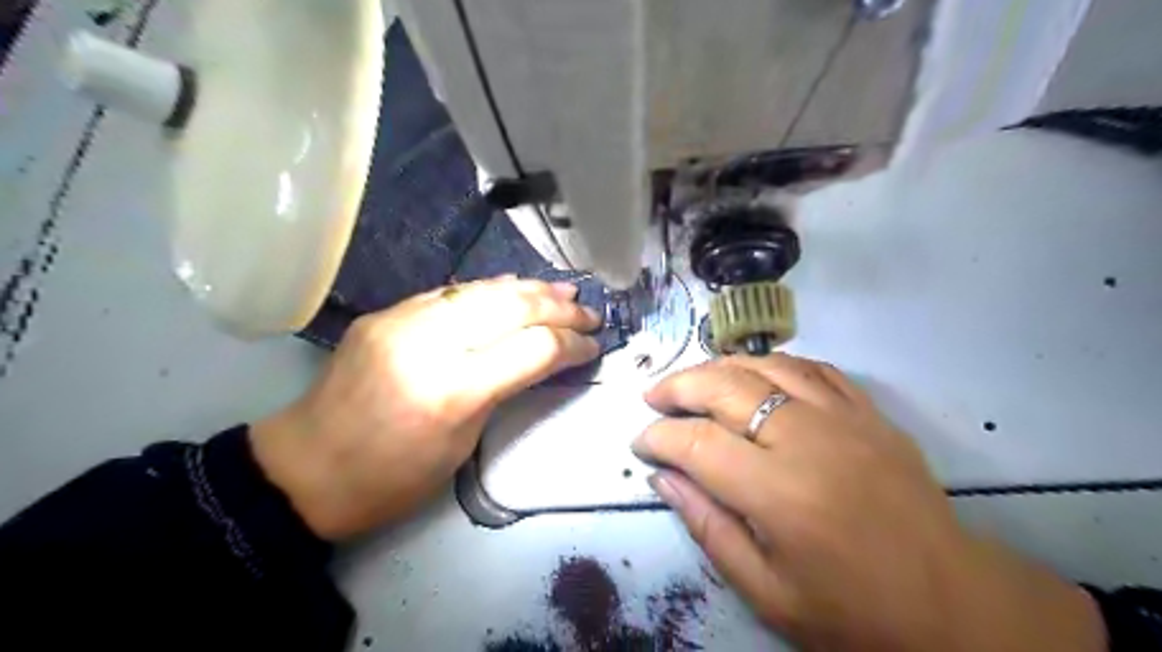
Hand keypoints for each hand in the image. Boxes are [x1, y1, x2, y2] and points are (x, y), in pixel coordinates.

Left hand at [254, 276, 598, 539]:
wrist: (305, 469)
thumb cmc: (393, 478)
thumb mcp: (463, 443)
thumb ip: (503, 388)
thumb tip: (541, 354)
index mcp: (453, 390)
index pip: (533, 348)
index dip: (572, 344)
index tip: (594, 345)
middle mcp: (429, 342)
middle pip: (512, 307)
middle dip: (560, 307)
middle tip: (590, 312)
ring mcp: (403, 319)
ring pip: (483, 289)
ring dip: (531, 288)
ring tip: (565, 290)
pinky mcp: (387, 312)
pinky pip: (451, 291)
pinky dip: (490, 289)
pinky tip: (515, 287)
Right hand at [632, 357, 1100, 651]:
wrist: (954, 603)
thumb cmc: (853, 611)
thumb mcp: (767, 591)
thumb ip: (708, 527)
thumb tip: (664, 477)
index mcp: (780, 493)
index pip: (697, 443)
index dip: (658, 437)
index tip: (640, 442)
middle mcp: (808, 440)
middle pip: (725, 388)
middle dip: (678, 387)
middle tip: (653, 398)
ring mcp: (844, 418)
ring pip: (765, 366)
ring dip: (718, 367)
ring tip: (692, 380)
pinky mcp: (869, 413)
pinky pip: (812, 368)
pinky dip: (772, 364)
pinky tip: (754, 375)